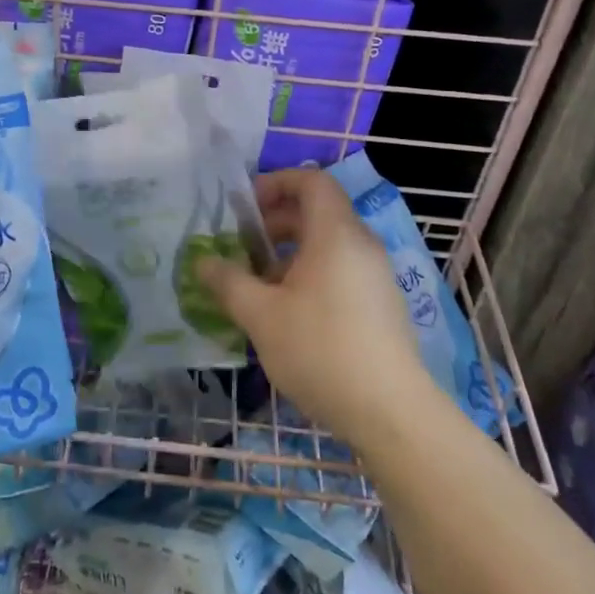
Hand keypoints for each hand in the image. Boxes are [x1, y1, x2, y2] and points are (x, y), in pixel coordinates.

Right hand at [198, 168, 437, 449]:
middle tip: (243, 248)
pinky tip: (289, 315)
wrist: (391, 412)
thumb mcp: (261, 315)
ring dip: (290, 254)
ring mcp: (376, 275)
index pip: (312, 181)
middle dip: (275, 223)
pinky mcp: (381, 305)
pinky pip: (341, 270)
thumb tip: (203, 262)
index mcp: (335, 234)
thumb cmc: (321, 350)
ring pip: (328, 245)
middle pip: (318, 212)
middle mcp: (361, 245)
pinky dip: (311, 275)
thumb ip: (228, 282)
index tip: (246, 207)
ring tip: (259, 286)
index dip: (277, 182)